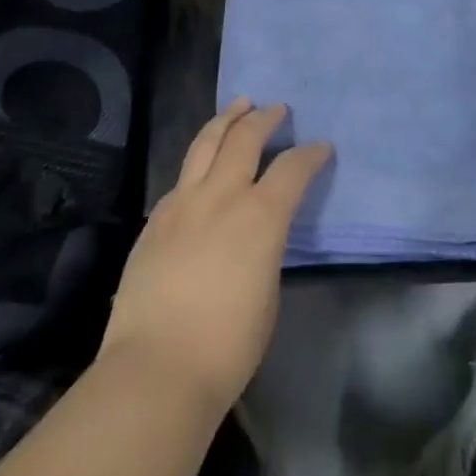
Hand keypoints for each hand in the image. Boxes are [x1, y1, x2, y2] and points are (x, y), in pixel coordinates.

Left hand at [99, 100, 330, 411]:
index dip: (310, 154)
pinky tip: (203, 166)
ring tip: (238, 105)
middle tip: (277, 109)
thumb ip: (266, 247)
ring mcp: (182, 203)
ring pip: (206, 143)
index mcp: (260, 216)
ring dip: (226, 119)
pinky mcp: (155, 220)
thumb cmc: (228, 345)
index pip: (292, 168)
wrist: (156, 370)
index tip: (321, 147)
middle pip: (244, 138)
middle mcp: (222, 196)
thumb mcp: (267, 291)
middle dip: (265, 118)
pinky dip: (199, 161)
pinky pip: (182, 176)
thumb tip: (257, 232)